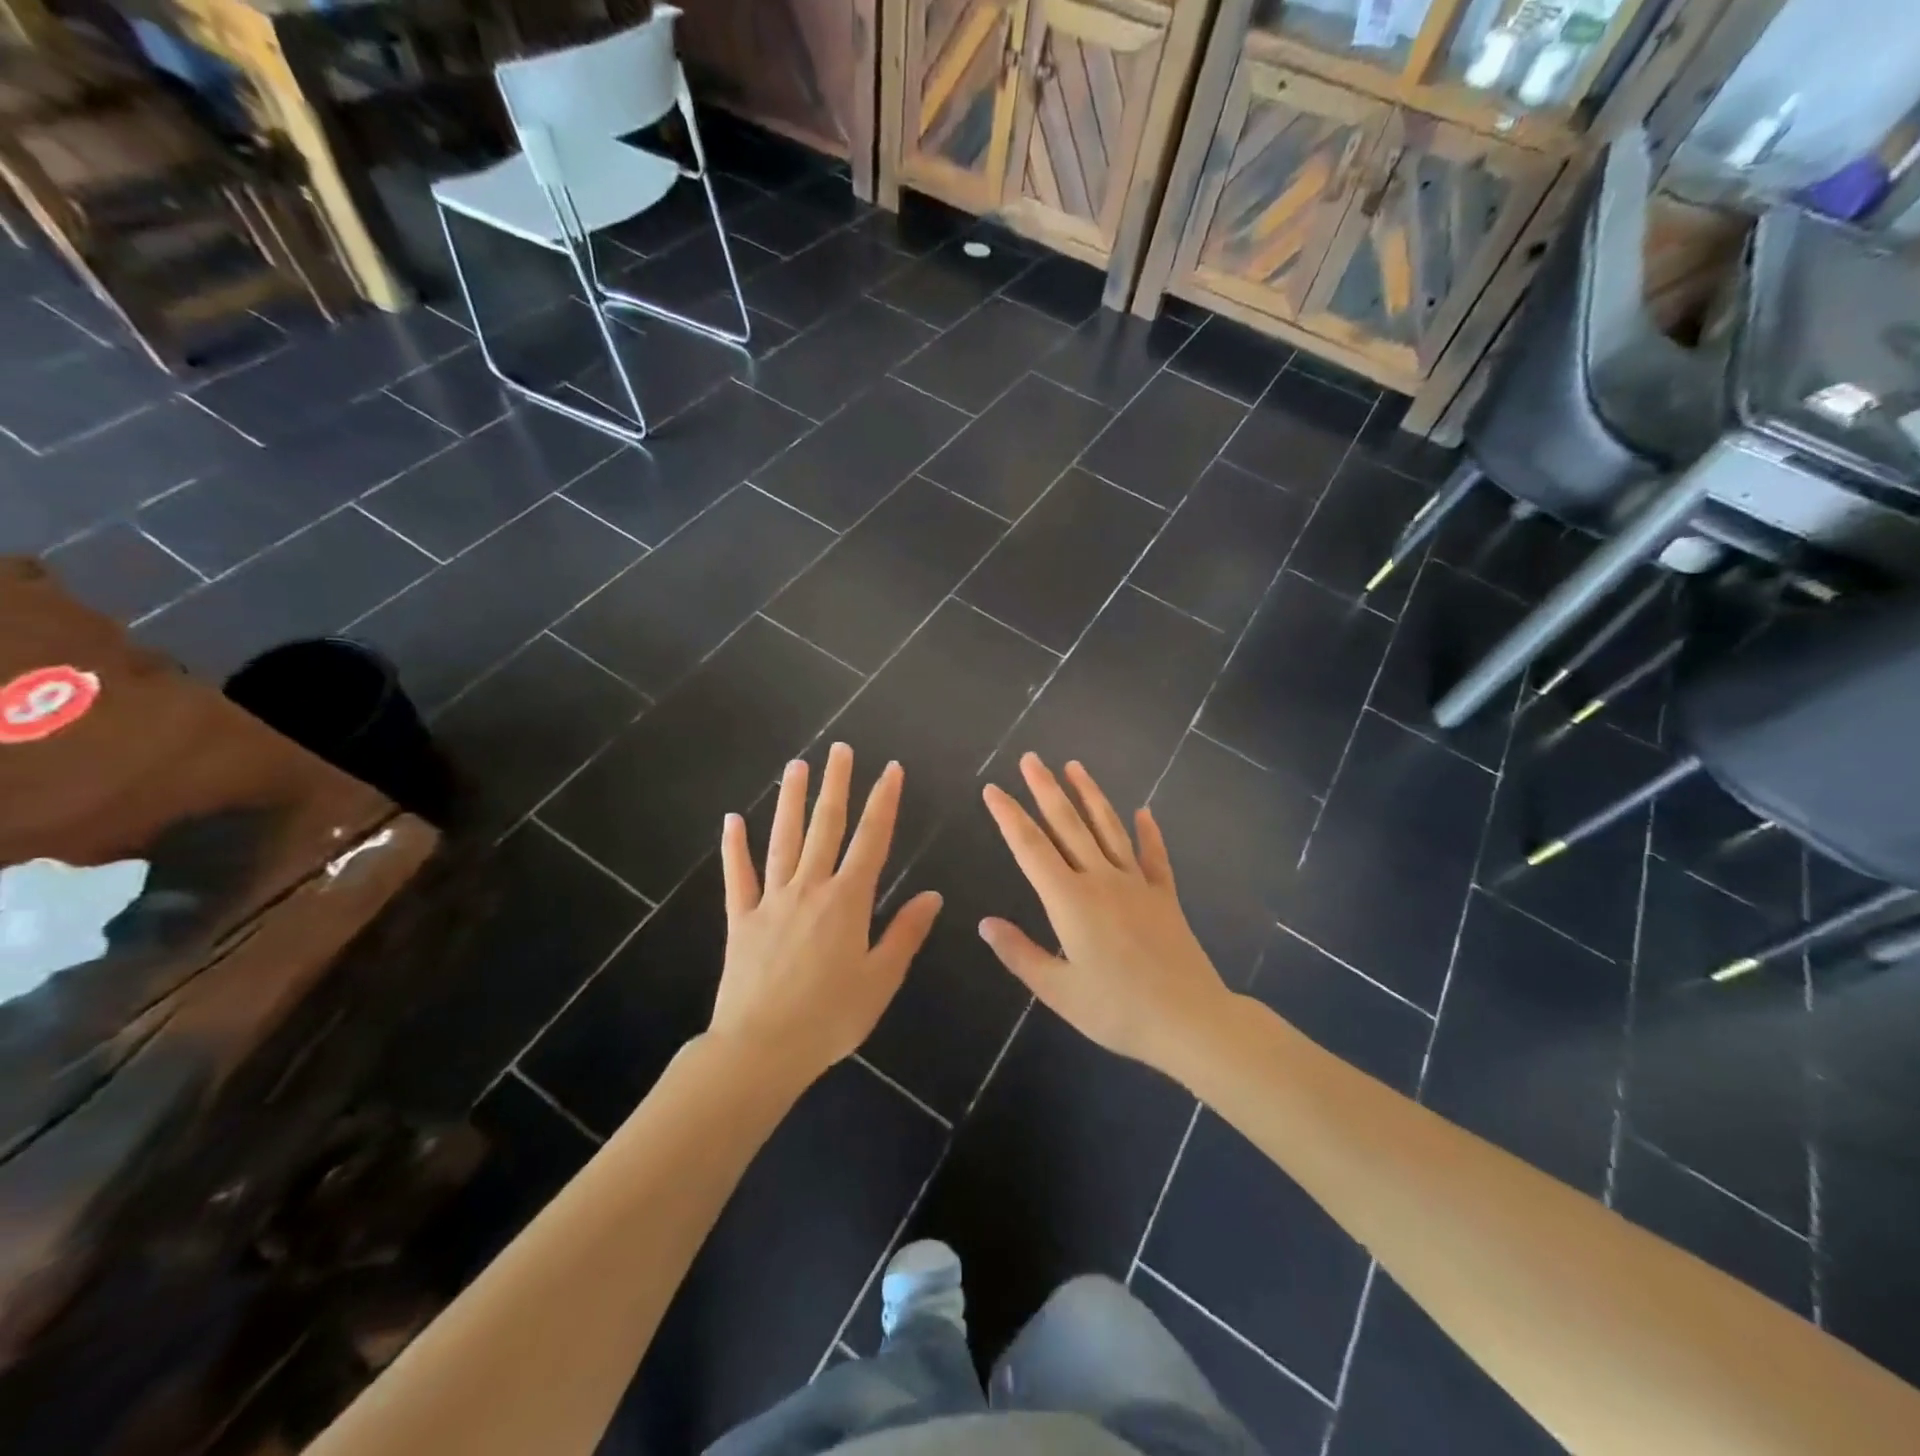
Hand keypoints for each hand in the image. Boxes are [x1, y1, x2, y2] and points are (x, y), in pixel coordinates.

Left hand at [712, 743, 942, 1084]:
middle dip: (836, 785)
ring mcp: (771, 901)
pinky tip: (733, 820)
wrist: (760, 1049)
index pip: (872, 840)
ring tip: (795, 766)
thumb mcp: (880, 980)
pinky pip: (738, 876)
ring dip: (790, 801)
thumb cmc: (830, 1018)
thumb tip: (932, 895)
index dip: (883, 802)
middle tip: (839, 749)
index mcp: (847, 902)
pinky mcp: (741, 919)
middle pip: (826, 827)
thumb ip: (905, 933)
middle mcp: (810, 889)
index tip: (890, 769)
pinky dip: (735, 848)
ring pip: (783, 840)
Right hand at [979, 754, 1231, 1072]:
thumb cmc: (1116, 1009)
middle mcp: (1100, 880)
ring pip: (1109, 828)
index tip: (992, 789)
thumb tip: (984, 923)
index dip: (1008, 816)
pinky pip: (1154, 856)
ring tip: (1074, 766)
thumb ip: (1019, 953)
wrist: (1189, 1020)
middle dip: (1045, 789)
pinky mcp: (1164, 896)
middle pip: (1068, 825)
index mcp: (1069, 900)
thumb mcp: (1057, 990)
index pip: (1030, 848)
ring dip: (1090, 795)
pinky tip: (1144, 811)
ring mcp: (1136, 884)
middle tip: (1031, 758)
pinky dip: (1149, 832)